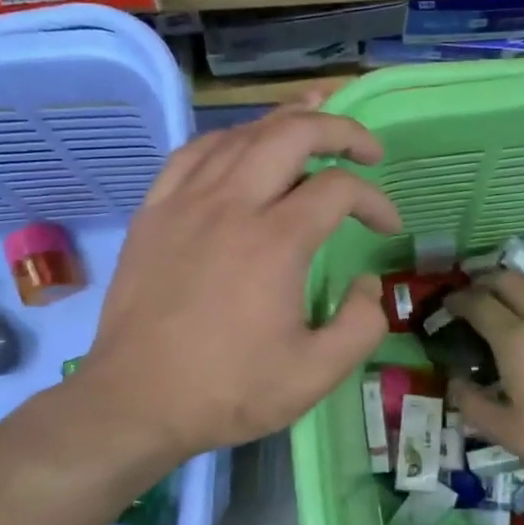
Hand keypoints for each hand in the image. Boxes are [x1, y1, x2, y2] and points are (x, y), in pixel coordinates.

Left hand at [79, 101, 400, 460]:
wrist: (136, 401)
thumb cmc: (227, 391)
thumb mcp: (315, 375)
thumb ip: (361, 325)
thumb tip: (368, 283)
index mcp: (275, 241)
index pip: (339, 189)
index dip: (375, 200)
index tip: (388, 227)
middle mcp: (231, 204)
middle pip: (292, 133)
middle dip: (339, 129)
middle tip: (366, 148)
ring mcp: (185, 202)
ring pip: (241, 134)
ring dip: (286, 123)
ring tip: (314, 123)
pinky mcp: (153, 212)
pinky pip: (193, 153)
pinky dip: (228, 140)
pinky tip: (241, 148)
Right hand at [447, 271, 523, 493]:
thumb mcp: (510, 434)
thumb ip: (474, 405)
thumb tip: (455, 382)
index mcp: (516, 339)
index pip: (478, 303)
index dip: (457, 300)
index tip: (448, 305)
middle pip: (508, 279)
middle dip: (484, 282)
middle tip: (474, 298)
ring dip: (516, 287)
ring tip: (509, 306)